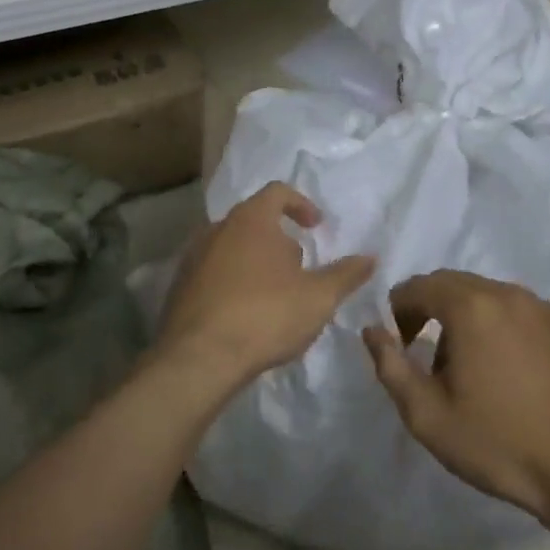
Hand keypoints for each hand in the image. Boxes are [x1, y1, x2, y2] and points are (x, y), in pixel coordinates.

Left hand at [158, 181, 374, 389]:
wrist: (198, 358)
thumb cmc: (265, 315)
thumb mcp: (318, 297)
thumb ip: (346, 274)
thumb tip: (370, 257)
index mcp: (252, 219)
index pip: (278, 192)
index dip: (301, 204)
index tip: (316, 227)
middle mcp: (218, 228)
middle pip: (254, 220)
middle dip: (279, 240)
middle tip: (299, 269)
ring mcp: (193, 256)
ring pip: (232, 247)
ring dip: (256, 262)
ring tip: (275, 295)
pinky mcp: (179, 286)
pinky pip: (213, 273)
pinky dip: (233, 283)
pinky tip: (245, 314)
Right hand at [362, 270, 549, 522]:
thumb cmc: (498, 443)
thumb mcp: (426, 415)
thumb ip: (390, 366)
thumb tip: (372, 330)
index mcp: (471, 306)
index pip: (419, 286)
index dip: (399, 310)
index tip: (399, 344)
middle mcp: (510, 294)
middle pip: (456, 285)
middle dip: (433, 310)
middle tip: (429, 355)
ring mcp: (547, 311)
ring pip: (493, 298)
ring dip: (471, 319)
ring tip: (473, 366)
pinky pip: (526, 317)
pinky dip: (508, 331)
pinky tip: (514, 374)